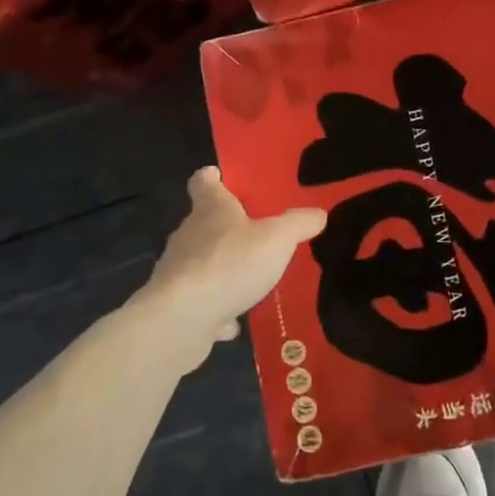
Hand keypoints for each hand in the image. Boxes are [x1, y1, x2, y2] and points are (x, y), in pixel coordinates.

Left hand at [131, 168, 324, 370]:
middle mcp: (188, 234)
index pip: (204, 182)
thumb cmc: (231, 264)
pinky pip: (201, 300)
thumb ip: (299, 223)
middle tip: (257, 232)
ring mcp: (178, 271)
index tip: (221, 176)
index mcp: (210, 209)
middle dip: (227, 226)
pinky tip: (235, 319)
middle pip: (204, 222)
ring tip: (251, 278)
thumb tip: (318, 213)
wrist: (182, 319)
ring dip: (223, 268)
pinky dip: (217, 306)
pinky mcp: (175, 305)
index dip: (214, 178)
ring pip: (202, 262)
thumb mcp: (278, 238)